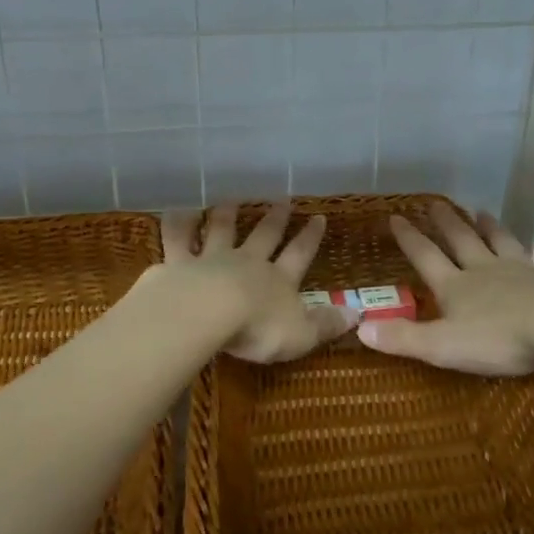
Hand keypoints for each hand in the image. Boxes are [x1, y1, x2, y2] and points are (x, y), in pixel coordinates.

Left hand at [156, 203, 352, 363]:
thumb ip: (326, 324)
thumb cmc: (257, 328)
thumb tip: (358, 314)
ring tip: (230, 200)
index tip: (319, 217)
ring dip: (226, 214)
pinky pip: (178, 239)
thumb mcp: (300, 334)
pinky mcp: (179, 264)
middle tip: (281, 200)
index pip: (299, 255)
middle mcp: (246, 263)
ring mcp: (211, 259)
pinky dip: (177, 224)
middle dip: (274, 219)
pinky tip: (176, 210)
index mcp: (277, 281)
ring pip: (220, 230)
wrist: (207, 312)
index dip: (309, 238)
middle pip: (262, 236)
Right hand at [359, 202, 533, 375]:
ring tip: (482, 211)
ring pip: (502, 243)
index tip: (395, 216)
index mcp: (456, 287)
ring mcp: (522, 272)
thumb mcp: (442, 346)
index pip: (425, 257)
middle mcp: (485, 271)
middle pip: (462, 241)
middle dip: (446, 223)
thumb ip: (403, 338)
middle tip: (436, 203)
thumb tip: (359, 328)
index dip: (409, 238)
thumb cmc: (498, 340)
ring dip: (491, 227)